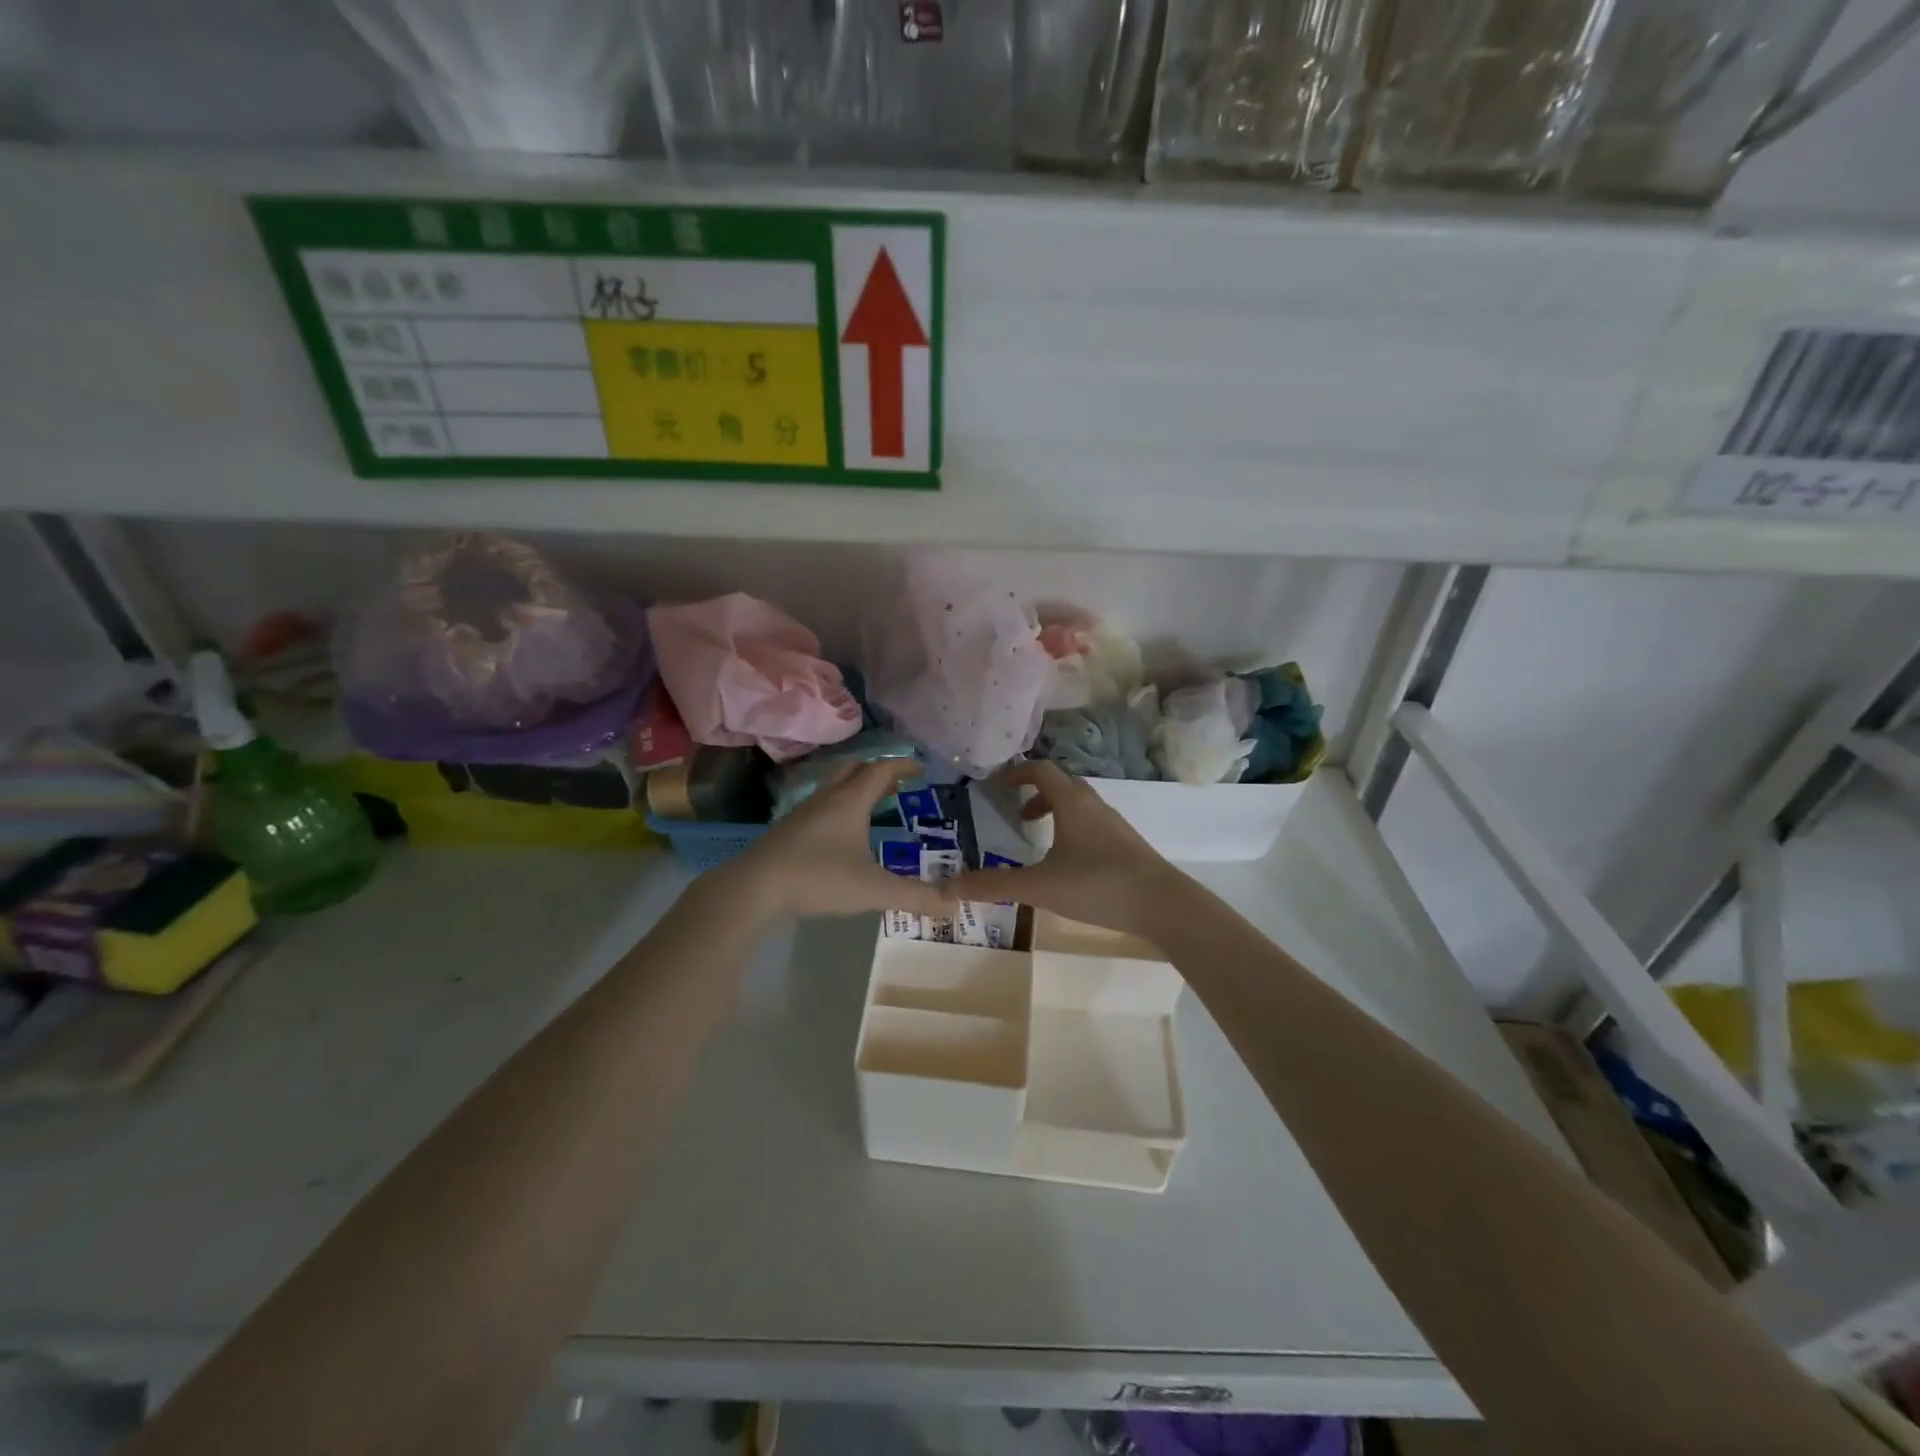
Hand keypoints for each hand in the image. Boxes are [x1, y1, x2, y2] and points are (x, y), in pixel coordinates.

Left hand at [724, 759, 945, 920]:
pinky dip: (838, 807)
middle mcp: (827, 799)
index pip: (881, 771)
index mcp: (850, 802)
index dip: (903, 766)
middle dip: (878, 771)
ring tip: (871, 805)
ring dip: (855, 788)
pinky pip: (820, 806)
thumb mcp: (873, 889)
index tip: (921, 768)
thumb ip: (914, 897)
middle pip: (854, 770)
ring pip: (833, 787)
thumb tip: (954, 906)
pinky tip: (838, 833)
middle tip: (897, 784)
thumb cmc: (818, 878)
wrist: (754, 887)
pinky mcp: (787, 830)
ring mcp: (803, 813)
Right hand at [944, 760, 1190, 940]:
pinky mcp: (1125, 844)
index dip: (1015, 772)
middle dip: (1034, 792)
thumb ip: (993, 885)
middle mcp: (1093, 804)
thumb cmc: (1098, 884)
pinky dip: (1070, 828)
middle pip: (1061, 783)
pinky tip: (1066, 862)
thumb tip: (945, 887)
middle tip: (1012, 812)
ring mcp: (1113, 823)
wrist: (1163, 904)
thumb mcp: (1039, 886)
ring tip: (1036, 836)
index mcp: (1071, 802)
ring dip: (1053, 811)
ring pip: (1078, 804)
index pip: (1041, 769)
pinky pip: (1090, 823)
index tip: (995, 785)